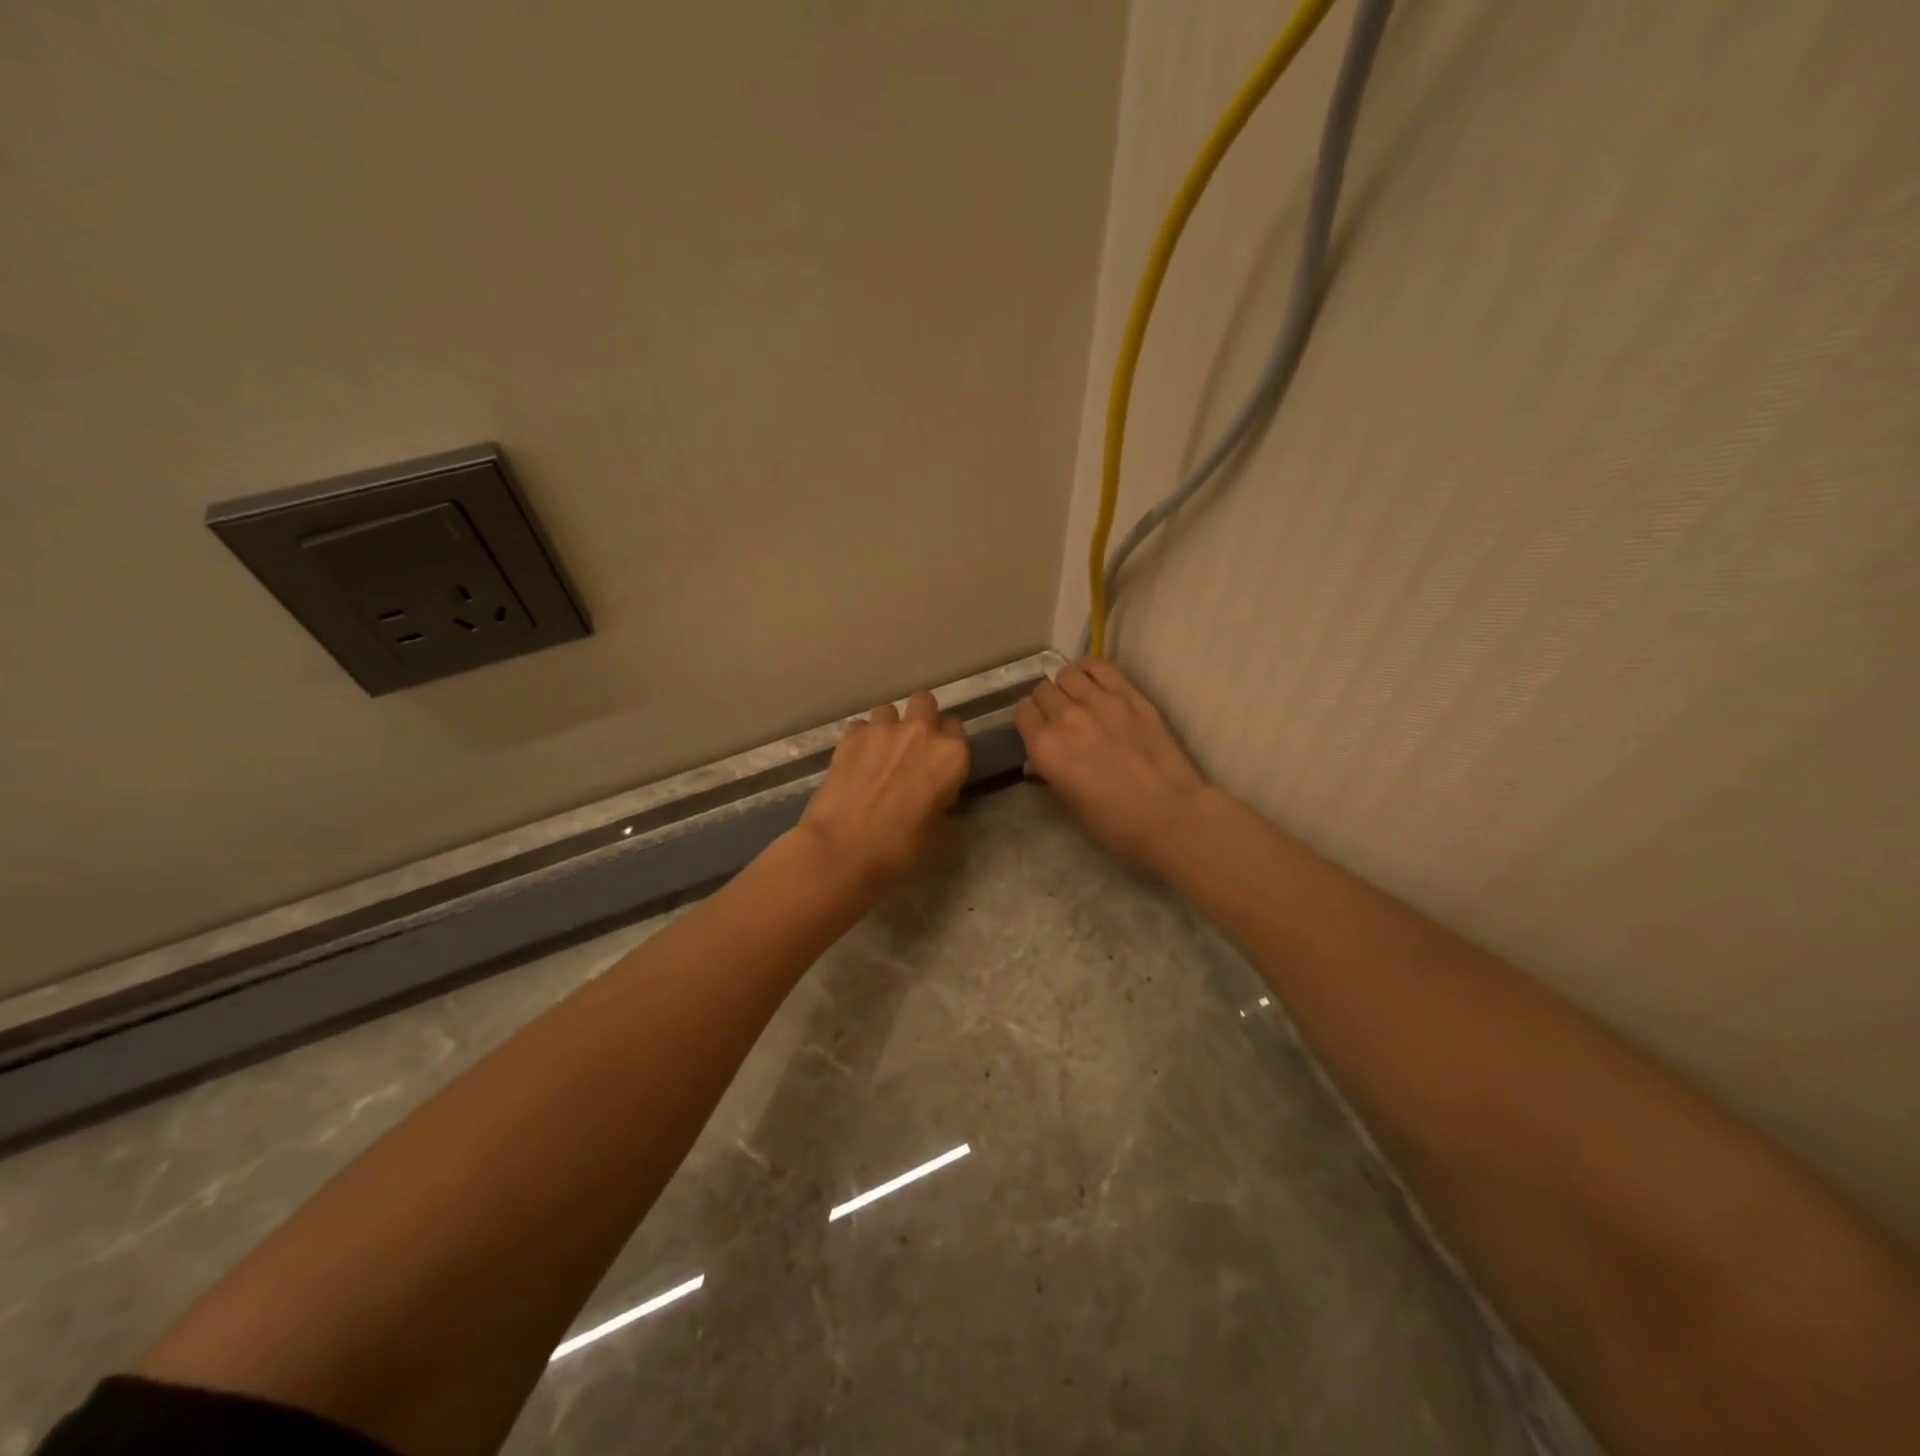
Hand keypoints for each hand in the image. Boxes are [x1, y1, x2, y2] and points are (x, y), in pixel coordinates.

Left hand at [797, 689, 970, 894]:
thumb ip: (944, 804)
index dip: (948, 748)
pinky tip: (856, 761)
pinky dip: (861, 739)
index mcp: (951, 755)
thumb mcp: (939, 834)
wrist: (842, 849)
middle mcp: (920, 732)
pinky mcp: (849, 736)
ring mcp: (882, 730)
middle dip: (922, 718)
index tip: (940, 766)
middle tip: (913, 748)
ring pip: (889, 711)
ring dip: (889, 728)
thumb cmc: (899, 849)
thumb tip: (936, 798)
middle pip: (925, 703)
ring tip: (880, 754)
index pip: (958, 731)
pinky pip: (861, 726)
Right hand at [1015, 658, 1209, 874]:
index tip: (1040, 730)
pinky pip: (1099, 666)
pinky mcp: (1129, 694)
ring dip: (1068, 685)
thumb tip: (1038, 760)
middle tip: (1061, 718)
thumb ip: (1048, 773)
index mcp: (1044, 748)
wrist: (1170, 815)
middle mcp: (1065, 717)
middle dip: (1047, 703)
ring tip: (1079, 699)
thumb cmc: (1114, 823)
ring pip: (1067, 673)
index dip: (1030, 721)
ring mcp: (1099, 701)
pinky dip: (1091, 670)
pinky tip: (1095, 682)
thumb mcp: (1069, 803)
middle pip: (1043, 690)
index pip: (1022, 712)